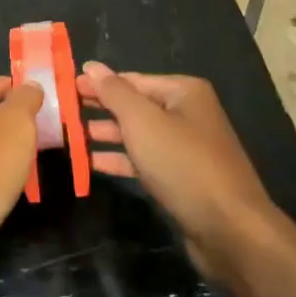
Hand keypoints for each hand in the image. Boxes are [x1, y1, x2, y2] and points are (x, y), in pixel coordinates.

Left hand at [0, 76, 42, 292]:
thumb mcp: (16, 124)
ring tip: (32, 167)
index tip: (53, 111)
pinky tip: (9, 191)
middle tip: (47, 141)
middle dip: (19, 127)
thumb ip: (26, 99)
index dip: (27, 93)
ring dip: (8, 155)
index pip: (1, 82)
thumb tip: (30, 86)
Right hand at [77, 63, 278, 276]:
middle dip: (102, 108)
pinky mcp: (182, 179)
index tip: (67, 87)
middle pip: (136, 106)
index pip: (133, 80)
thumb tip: (91, 66)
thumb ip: (115, 93)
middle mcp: (188, 114)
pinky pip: (146, 161)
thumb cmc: (183, 164)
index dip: (99, 83)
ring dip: (107, 135)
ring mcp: (187, 148)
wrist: (230, 230)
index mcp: (184, 92)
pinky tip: (93, 163)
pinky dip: (121, 159)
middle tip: (65, 111)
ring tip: (73, 136)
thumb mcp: (143, 122)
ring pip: (139, 135)